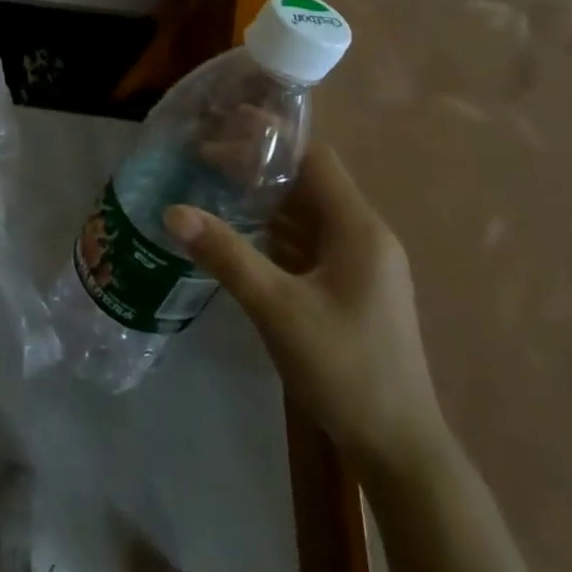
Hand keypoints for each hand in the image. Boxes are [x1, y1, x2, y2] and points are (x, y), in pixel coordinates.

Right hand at [162, 145, 447, 473]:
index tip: (224, 122)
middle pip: (308, 181)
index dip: (271, 135)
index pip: (314, 158)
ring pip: (305, 212)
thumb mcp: (278, 309)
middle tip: (203, 154)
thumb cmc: (345, 369)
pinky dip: (272, 227)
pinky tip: (236, 229)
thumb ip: (227, 255)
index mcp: (358, 229)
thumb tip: (173, 211)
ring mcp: (358, 263)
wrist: (399, 449)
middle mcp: (363, 236)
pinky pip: (306, 240)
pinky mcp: (347, 286)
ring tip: (211, 181)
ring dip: (263, 195)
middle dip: (257, 164)